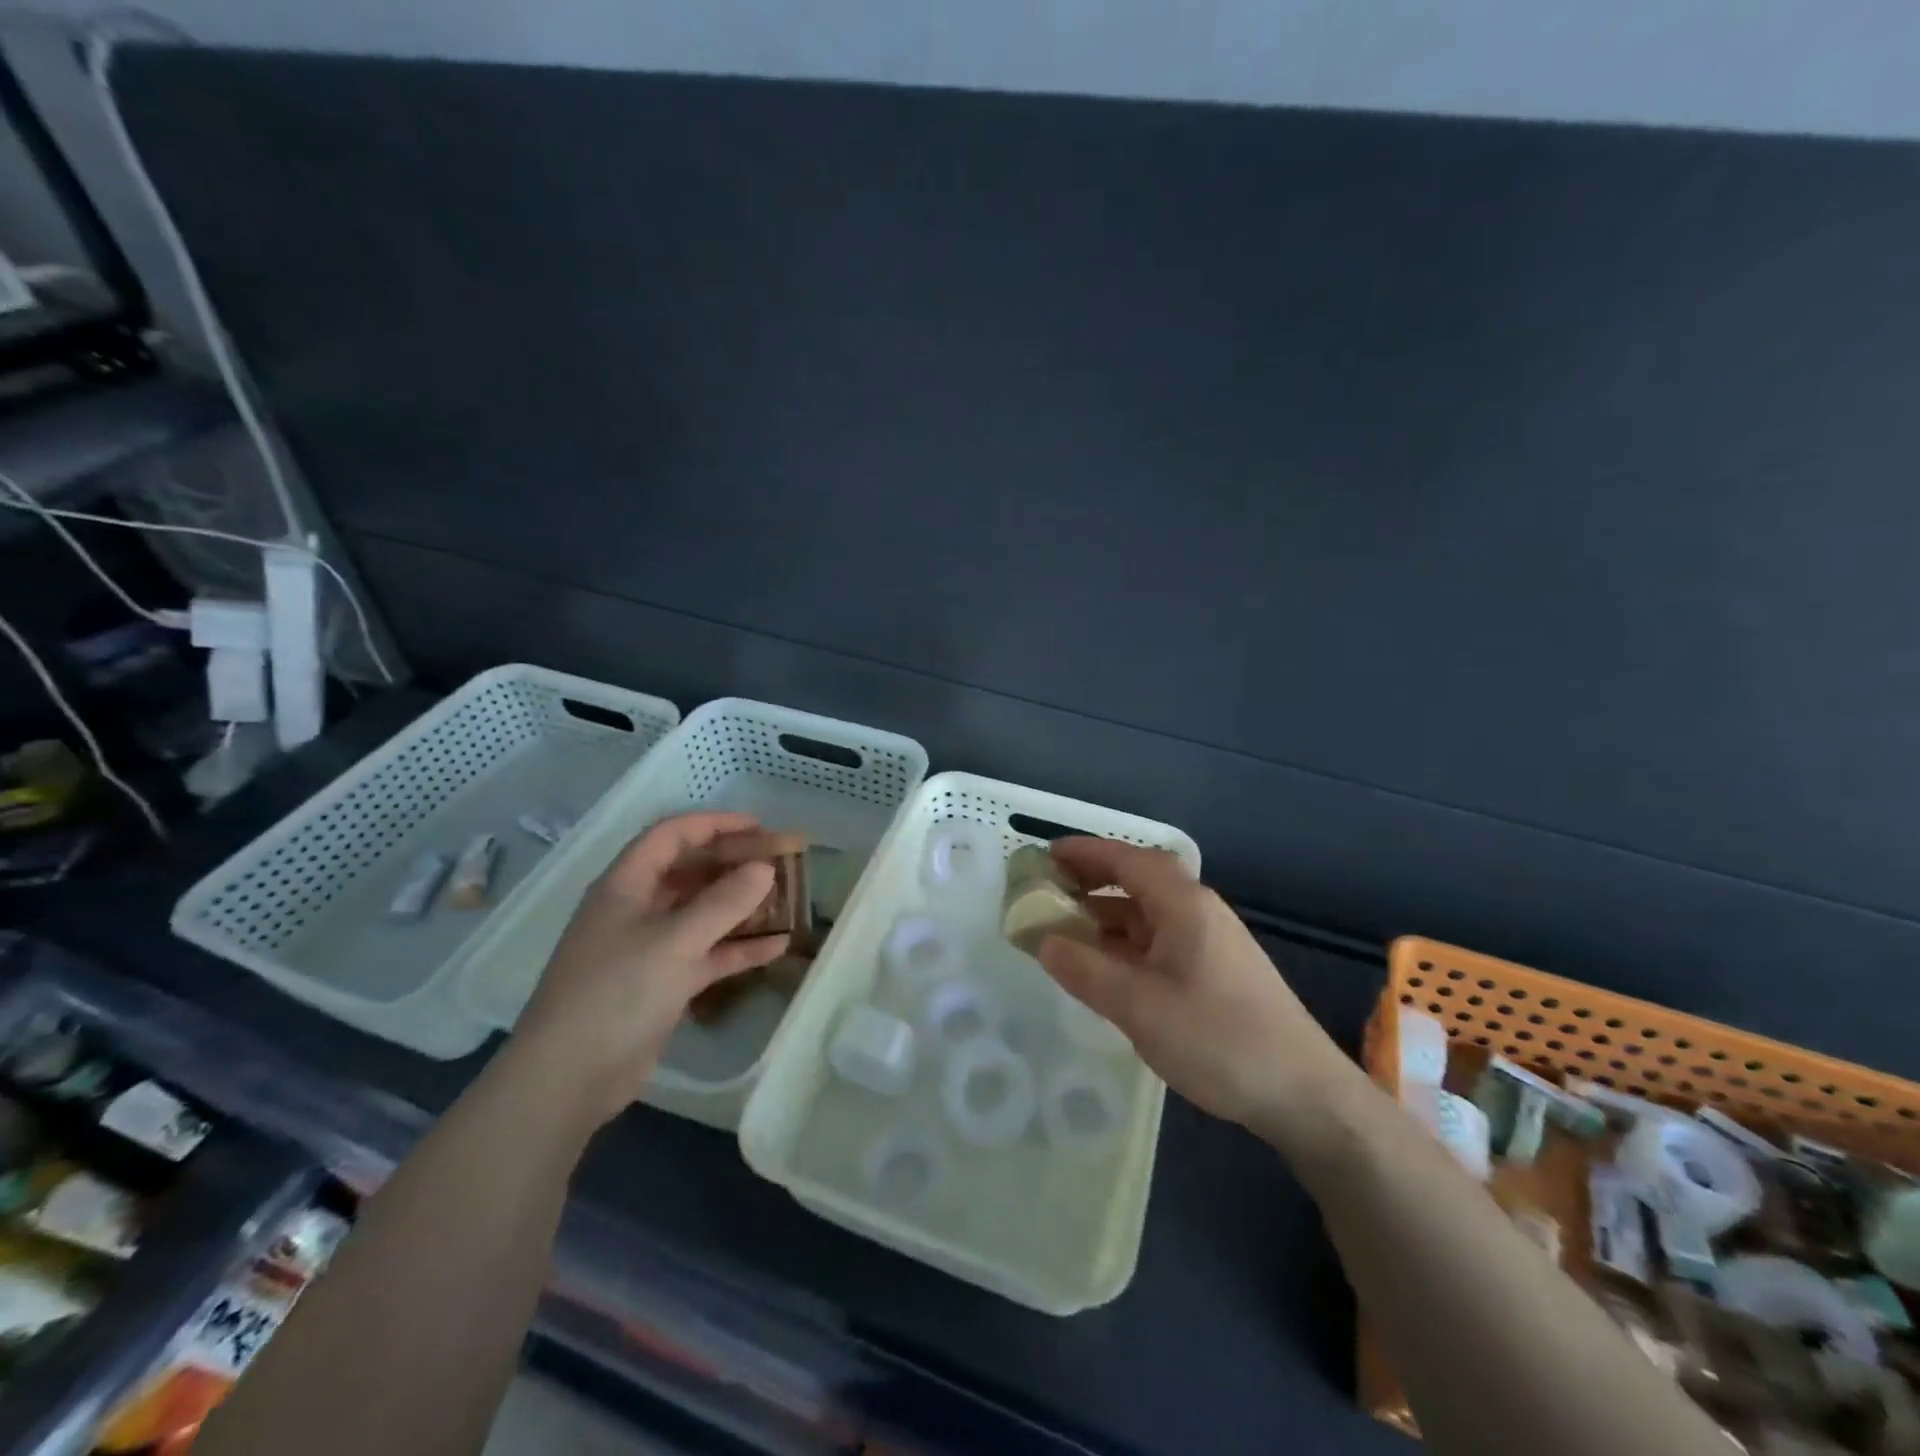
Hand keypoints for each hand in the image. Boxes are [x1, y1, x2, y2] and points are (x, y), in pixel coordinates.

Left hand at [511, 812, 790, 1126]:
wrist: (568, 1079)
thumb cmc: (616, 993)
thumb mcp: (675, 941)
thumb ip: (723, 902)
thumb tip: (764, 868)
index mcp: (626, 886)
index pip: (671, 836)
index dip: (714, 825)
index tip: (759, 827)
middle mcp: (636, 909)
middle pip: (690, 872)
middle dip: (733, 864)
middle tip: (779, 862)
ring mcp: (649, 948)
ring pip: (701, 913)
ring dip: (741, 906)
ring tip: (785, 900)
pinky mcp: (662, 983)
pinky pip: (706, 953)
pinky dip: (738, 948)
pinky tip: (776, 947)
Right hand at [1038, 838, 1355, 1140]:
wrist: (1303, 1093)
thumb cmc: (1218, 1038)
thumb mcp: (1139, 1006)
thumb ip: (1085, 970)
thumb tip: (1043, 941)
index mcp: (1183, 904)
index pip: (1127, 859)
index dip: (1085, 852)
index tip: (1045, 855)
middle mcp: (1197, 911)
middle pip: (1138, 880)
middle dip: (1092, 880)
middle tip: (1047, 891)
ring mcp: (1209, 942)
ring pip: (1147, 913)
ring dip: (1106, 915)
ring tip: (1063, 928)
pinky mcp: (1214, 971)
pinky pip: (1158, 941)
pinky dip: (1124, 943)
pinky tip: (1104, 966)